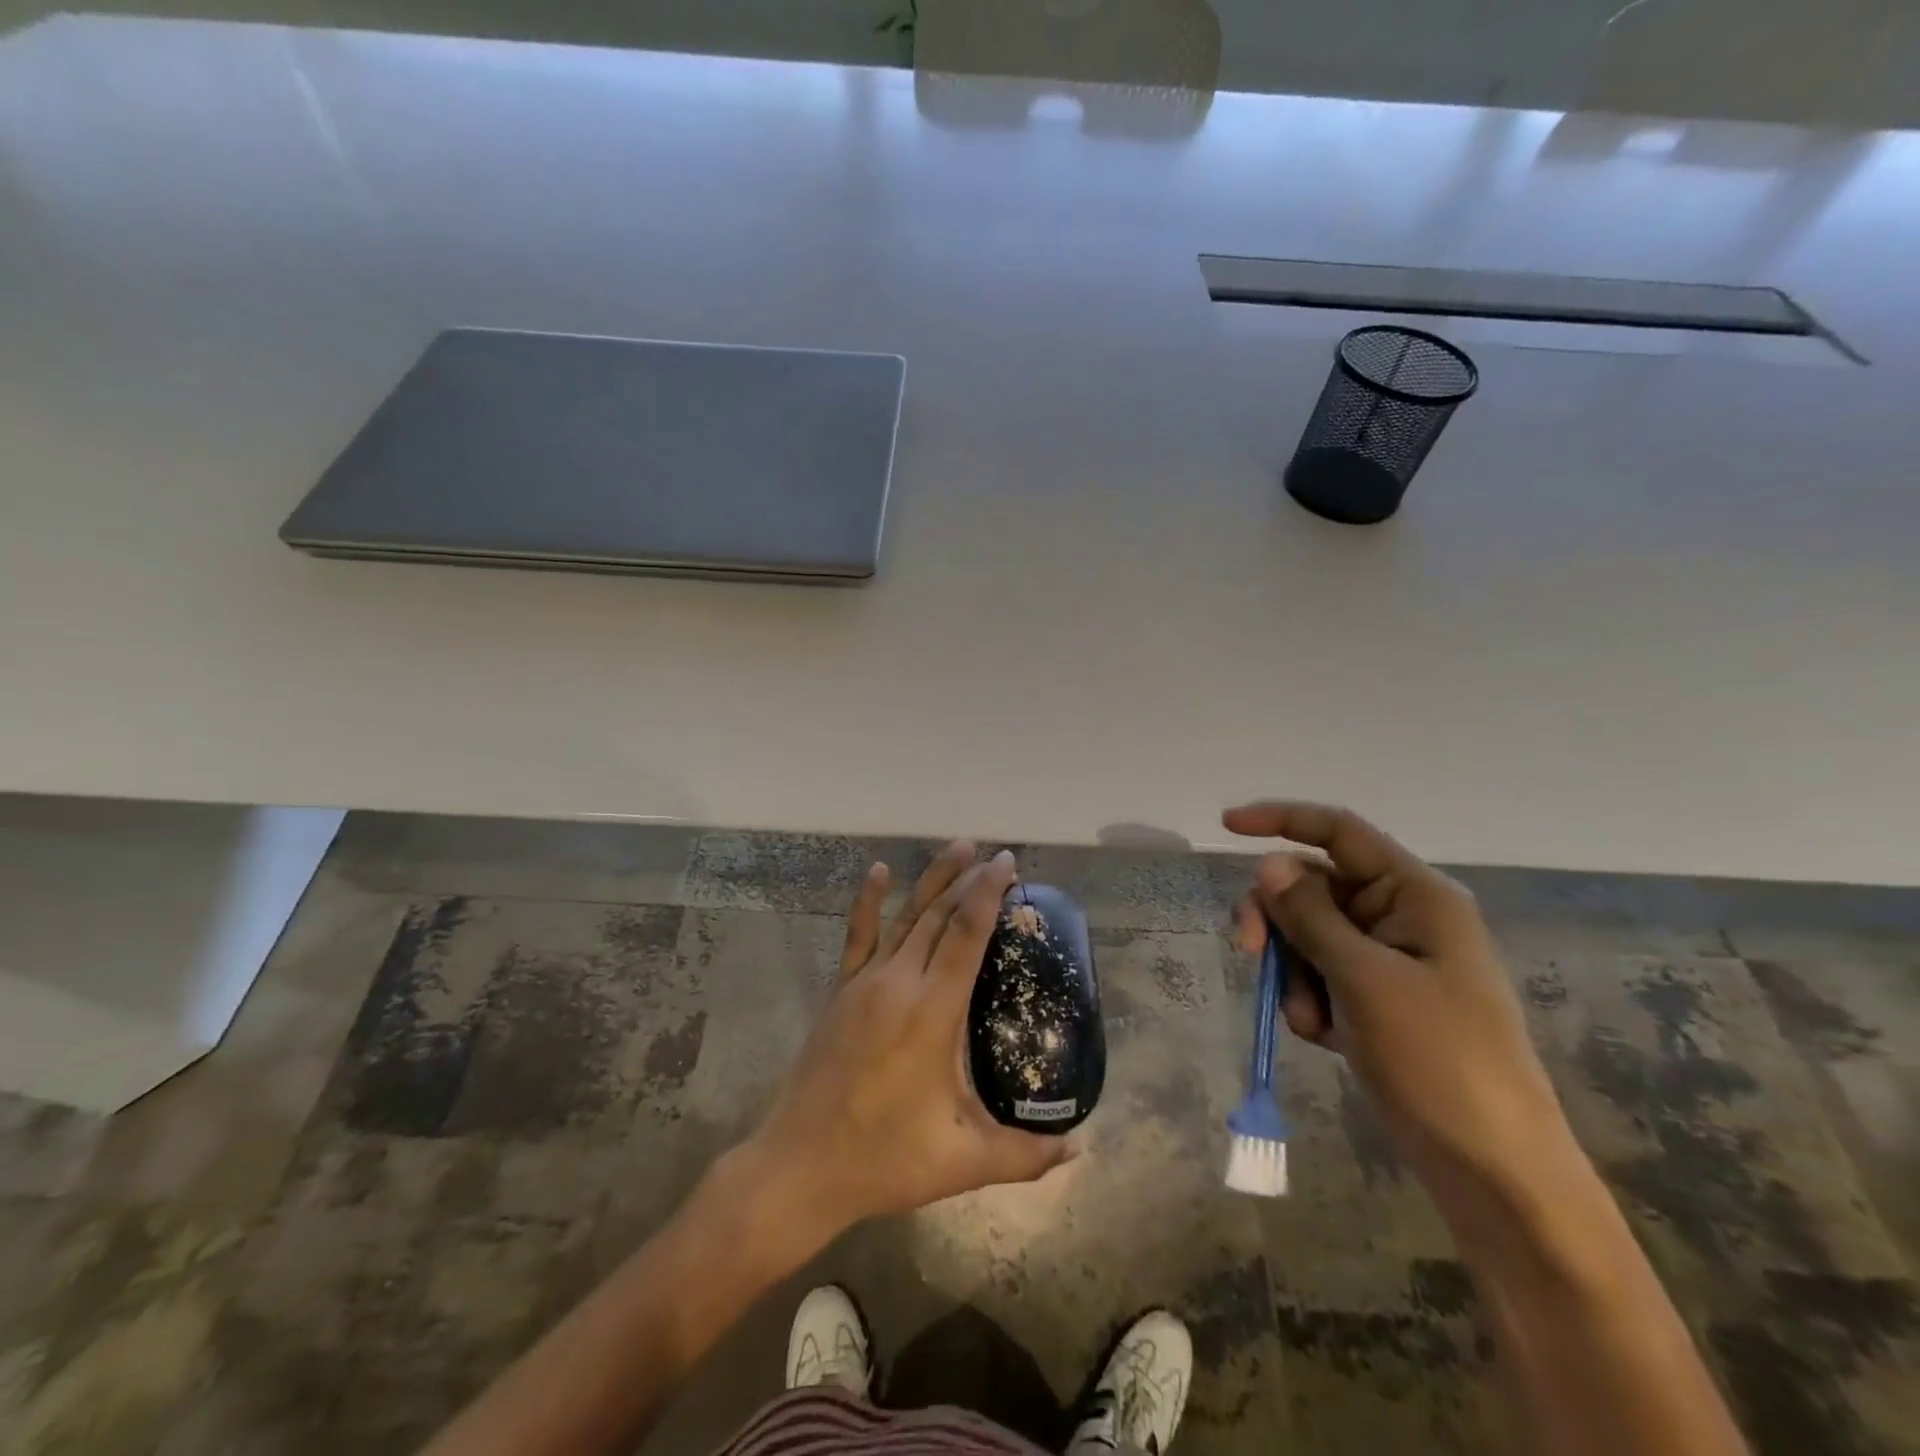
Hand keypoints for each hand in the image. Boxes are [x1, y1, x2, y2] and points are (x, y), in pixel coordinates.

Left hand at [743, 842, 1077, 1237]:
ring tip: (956, 847)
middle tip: (994, 856)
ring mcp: (864, 983)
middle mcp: (898, 983)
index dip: (988, 895)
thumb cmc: (884, 1159)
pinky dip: (867, 900)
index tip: (1006, 864)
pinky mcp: (840, 991)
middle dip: (968, 881)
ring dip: (931, 881)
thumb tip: (1079, 1148)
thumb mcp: (962, 1162)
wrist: (799, 1166)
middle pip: (938, 916)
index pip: (966, 936)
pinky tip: (877, 870)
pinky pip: (857, 935)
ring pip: (904, 917)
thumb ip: (1026, 1155)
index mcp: (931, 1012)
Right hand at [1223, 801, 1574, 1213]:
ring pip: (1306, 934)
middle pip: (1311, 886)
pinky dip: (1307, 1000)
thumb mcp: (1366, 980)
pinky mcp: (1373, 998)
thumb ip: (1310, 916)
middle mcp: (1400, 916)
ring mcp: (1386, 960)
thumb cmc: (1440, 1061)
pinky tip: (1324, 1038)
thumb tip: (1269, 864)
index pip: (1338, 832)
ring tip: (1312, 1020)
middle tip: (1249, 951)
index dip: (1281, 820)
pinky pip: (1317, 975)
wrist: (1493, 1169)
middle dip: (1276, 918)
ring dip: (1292, 971)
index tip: (1224, 826)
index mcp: (1415, 895)